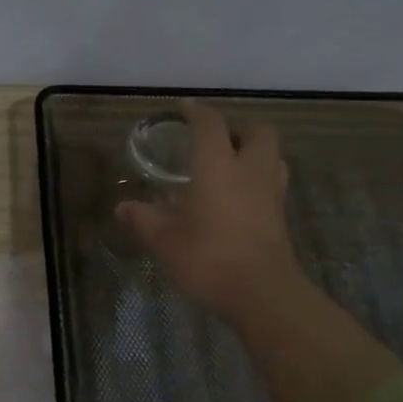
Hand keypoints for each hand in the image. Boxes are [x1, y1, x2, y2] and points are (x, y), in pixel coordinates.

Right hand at [116, 102, 300, 312]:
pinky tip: (238, 196)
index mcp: (218, 166)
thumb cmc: (208, 258)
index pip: (210, 125)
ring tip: (230, 165)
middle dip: (238, 128)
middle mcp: (249, 170)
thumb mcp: (163, 240)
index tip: (184, 108)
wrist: (261, 293)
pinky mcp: (280, 216)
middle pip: (258, 131)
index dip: (197, 112)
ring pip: (272, 155)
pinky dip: (257, 178)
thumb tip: (123, 207)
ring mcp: (270, 193)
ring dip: (254, 152)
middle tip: (216, 140)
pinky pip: (272, 182)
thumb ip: (143, 219)